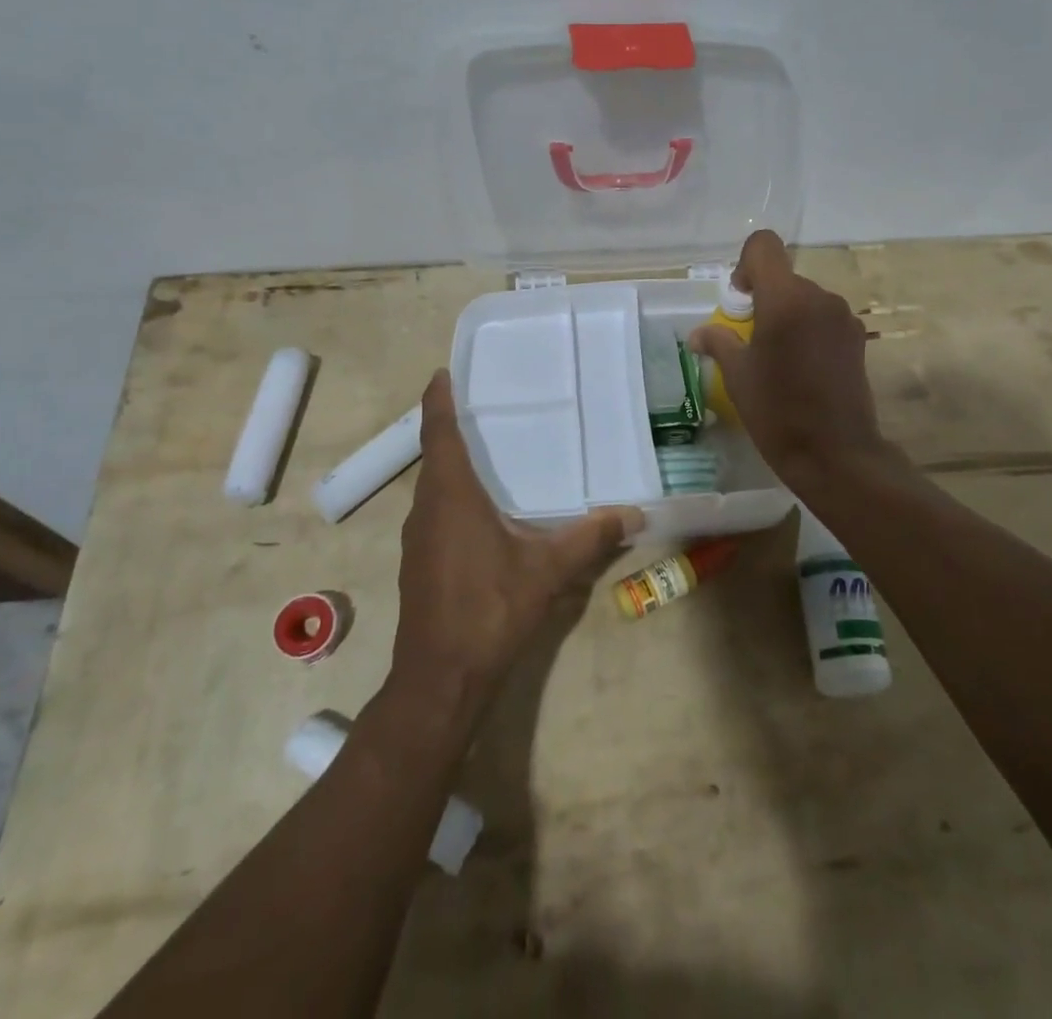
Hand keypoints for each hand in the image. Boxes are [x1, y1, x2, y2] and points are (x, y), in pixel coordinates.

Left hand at [391, 371, 642, 715]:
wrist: (440, 678)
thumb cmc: (489, 610)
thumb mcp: (547, 570)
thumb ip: (590, 537)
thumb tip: (634, 513)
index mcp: (451, 496)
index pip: (438, 433)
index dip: (438, 400)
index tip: (443, 372)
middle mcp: (426, 508)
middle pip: (434, 455)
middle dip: (451, 426)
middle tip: (484, 404)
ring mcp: (417, 537)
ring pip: (433, 485)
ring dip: (451, 463)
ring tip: (488, 449)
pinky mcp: (419, 561)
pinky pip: (434, 510)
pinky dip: (452, 494)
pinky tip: (482, 508)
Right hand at [688, 230, 896, 490]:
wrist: (836, 454)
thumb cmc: (778, 412)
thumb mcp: (738, 376)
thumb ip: (719, 342)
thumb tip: (698, 334)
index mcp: (785, 300)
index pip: (764, 246)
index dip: (746, 265)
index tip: (740, 301)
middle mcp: (819, 298)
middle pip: (784, 277)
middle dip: (764, 299)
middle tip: (751, 340)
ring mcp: (843, 317)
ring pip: (805, 299)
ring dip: (787, 316)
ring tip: (778, 359)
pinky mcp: (857, 338)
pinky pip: (823, 318)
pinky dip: (808, 330)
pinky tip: (803, 368)